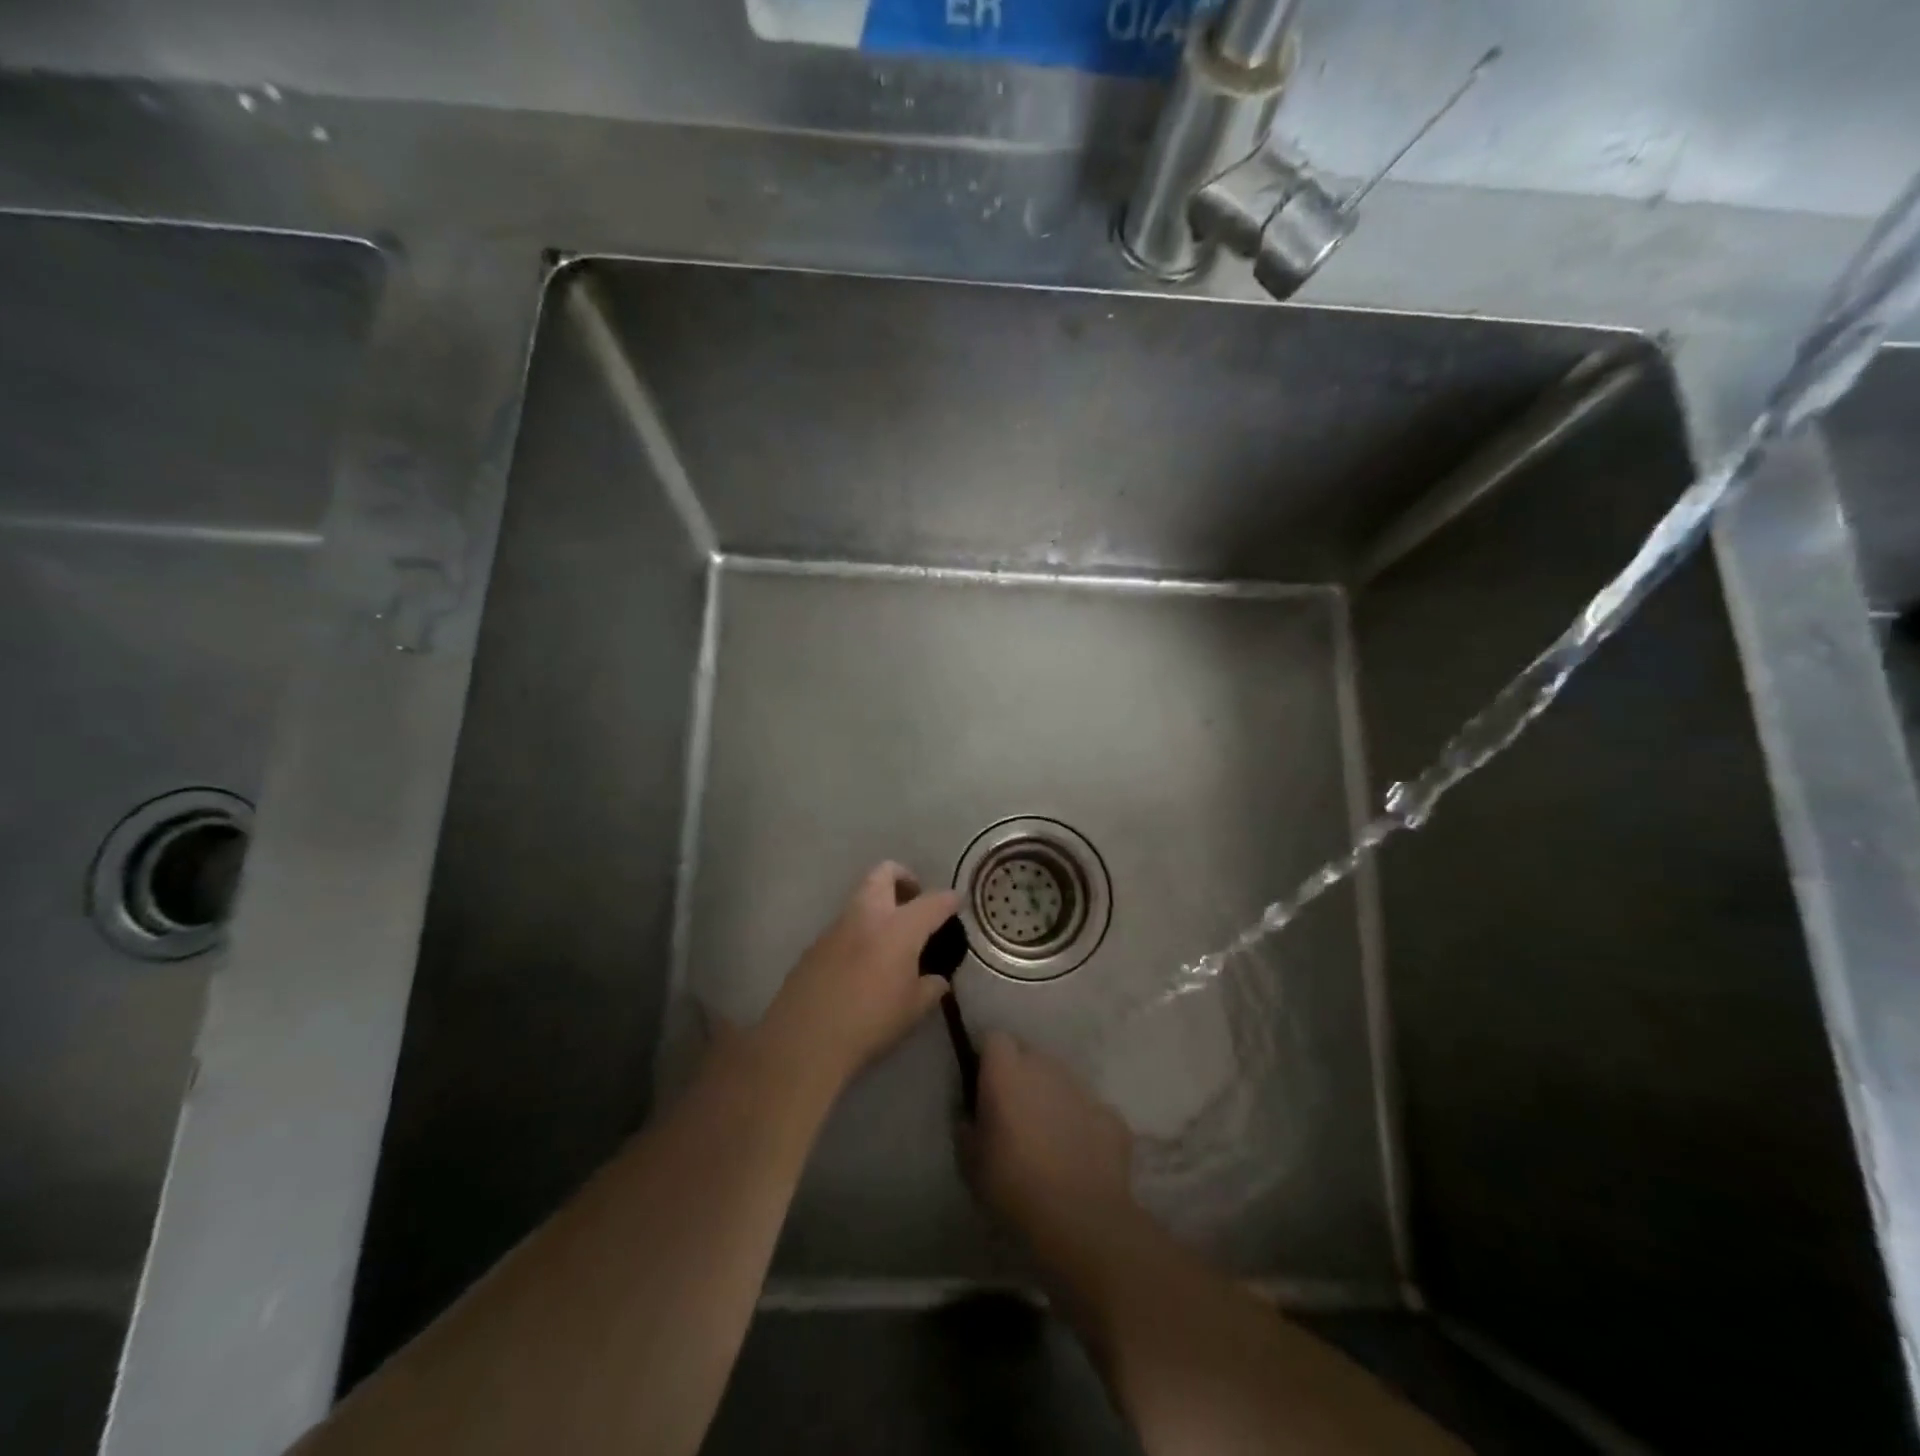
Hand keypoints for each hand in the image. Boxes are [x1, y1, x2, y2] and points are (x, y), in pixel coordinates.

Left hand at [761, 862, 958, 1094]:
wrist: (805, 1039)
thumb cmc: (870, 1022)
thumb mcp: (913, 1009)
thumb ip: (931, 988)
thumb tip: (936, 979)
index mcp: (899, 927)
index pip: (932, 901)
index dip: (949, 900)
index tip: (956, 902)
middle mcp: (867, 915)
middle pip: (885, 873)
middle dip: (904, 878)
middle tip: (915, 901)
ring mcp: (837, 926)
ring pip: (861, 896)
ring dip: (879, 904)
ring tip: (892, 936)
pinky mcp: (816, 944)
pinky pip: (845, 924)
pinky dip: (861, 929)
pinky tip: (864, 961)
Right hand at [961, 1032, 1134, 1247]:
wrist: (1080, 1218)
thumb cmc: (1013, 1185)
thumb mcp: (970, 1162)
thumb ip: (967, 1128)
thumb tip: (970, 1117)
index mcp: (1007, 1071)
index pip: (995, 1039)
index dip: (989, 1059)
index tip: (984, 1087)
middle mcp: (1046, 1067)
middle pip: (1030, 1054)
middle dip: (1022, 1075)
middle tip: (1014, 1114)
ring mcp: (1083, 1088)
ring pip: (1061, 1079)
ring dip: (1052, 1097)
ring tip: (1047, 1138)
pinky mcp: (1112, 1115)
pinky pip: (1090, 1110)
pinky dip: (1083, 1124)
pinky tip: (1079, 1156)